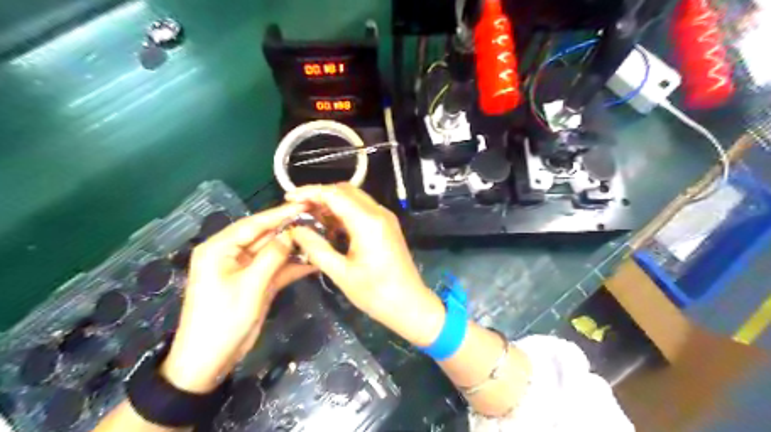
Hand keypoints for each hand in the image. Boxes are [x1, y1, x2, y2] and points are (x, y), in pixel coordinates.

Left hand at [160, 203, 313, 392]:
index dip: (279, 214)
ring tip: (320, 238)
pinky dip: (293, 265)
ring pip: (274, 251)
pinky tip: (314, 260)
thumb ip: (272, 256)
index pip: (253, 224)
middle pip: (265, 235)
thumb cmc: (222, 321)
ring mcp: (246, 269)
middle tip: (318, 221)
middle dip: (290, 230)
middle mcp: (232, 253)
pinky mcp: (256, 282)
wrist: (209, 362)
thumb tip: (292, 233)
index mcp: (219, 248)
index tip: (305, 205)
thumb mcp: (249, 286)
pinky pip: (277, 268)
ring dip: (294, 247)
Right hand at [287, 184, 445, 345]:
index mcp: (368, 221)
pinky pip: (362, 209)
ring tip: (310, 217)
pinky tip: (330, 226)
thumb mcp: (341, 273)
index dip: (310, 192)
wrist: (410, 304)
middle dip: (320, 195)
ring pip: (354, 198)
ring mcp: (385, 218)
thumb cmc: (375, 293)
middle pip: (346, 190)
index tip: (289, 198)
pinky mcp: (387, 226)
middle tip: (298, 209)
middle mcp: (378, 213)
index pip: (335, 194)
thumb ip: (316, 248)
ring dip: (332, 203)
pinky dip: (344, 212)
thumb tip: (295, 230)